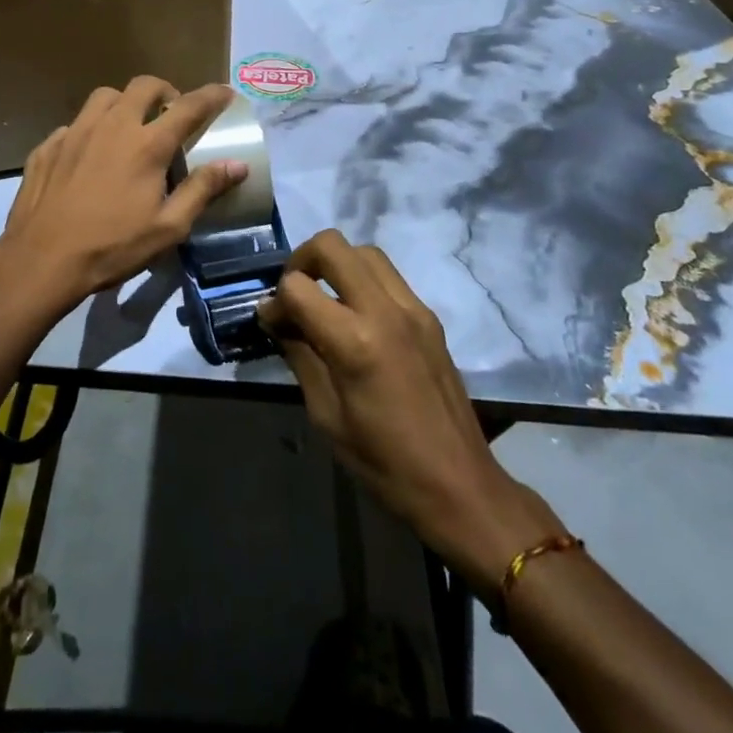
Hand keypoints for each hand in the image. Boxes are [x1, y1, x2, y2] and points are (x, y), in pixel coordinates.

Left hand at [0, 77, 247, 316]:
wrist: (41, 260)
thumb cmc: (112, 247)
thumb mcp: (168, 228)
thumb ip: (202, 190)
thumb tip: (236, 165)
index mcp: (147, 145)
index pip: (188, 107)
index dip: (211, 96)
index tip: (225, 92)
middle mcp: (112, 126)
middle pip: (143, 86)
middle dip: (165, 90)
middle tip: (171, 111)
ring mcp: (75, 132)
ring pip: (105, 96)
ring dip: (125, 102)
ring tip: (129, 125)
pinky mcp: (48, 145)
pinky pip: (75, 123)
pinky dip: (91, 129)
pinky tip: (90, 155)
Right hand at [257, 230, 564, 579]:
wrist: (460, 486)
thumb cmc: (384, 462)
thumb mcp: (326, 415)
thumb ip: (299, 355)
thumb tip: (275, 319)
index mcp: (355, 341)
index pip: (297, 286)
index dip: (275, 301)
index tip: (272, 323)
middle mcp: (385, 311)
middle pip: (332, 246)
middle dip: (302, 260)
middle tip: (294, 294)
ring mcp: (413, 309)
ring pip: (364, 252)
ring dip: (336, 264)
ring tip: (324, 299)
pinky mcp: (429, 317)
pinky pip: (389, 277)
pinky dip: (363, 280)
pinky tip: (356, 316)